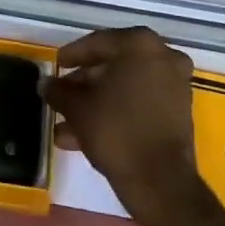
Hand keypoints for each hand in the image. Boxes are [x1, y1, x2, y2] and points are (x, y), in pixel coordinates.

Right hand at [43, 27, 205, 225]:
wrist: (161, 182)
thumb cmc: (116, 131)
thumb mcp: (78, 108)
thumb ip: (59, 91)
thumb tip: (45, 84)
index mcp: (139, 44)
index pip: (97, 43)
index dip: (72, 55)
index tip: (56, 66)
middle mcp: (162, 56)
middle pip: (113, 65)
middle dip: (84, 84)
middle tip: (61, 96)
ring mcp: (175, 84)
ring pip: (125, 87)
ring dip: (96, 103)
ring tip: (65, 124)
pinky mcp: (179, 112)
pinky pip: (139, 103)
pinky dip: (116, 112)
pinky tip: (84, 135)